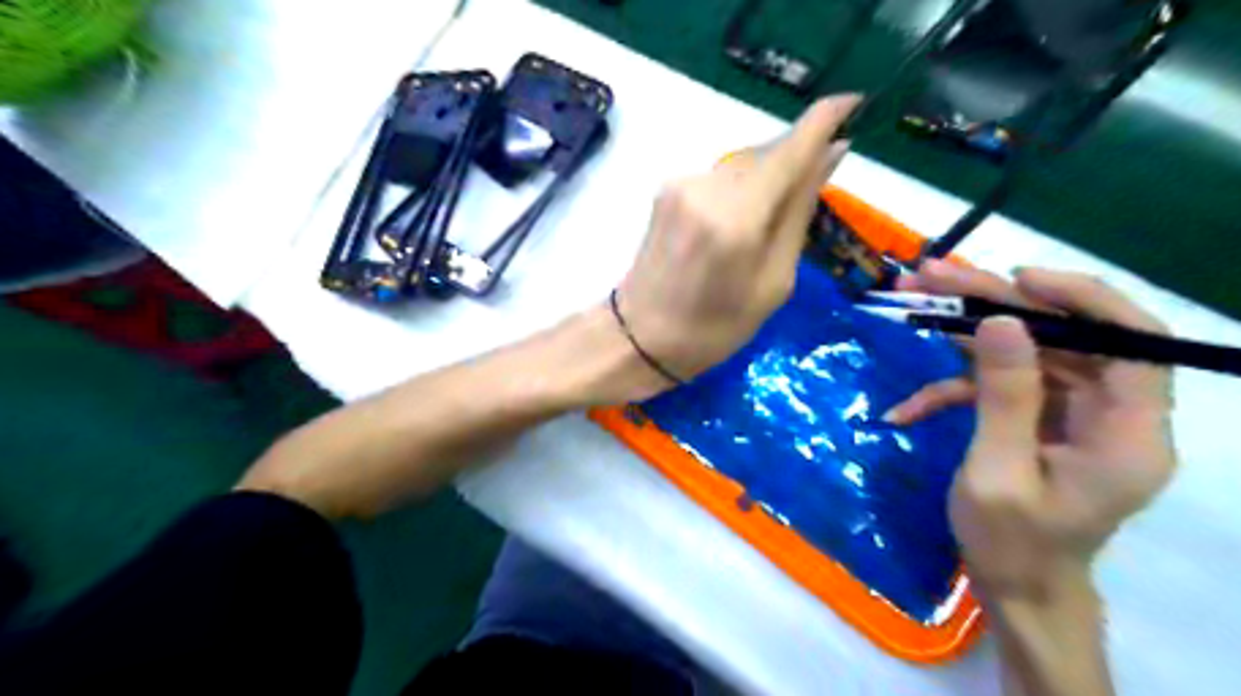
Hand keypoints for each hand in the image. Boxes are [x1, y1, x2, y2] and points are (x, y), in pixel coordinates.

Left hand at [615, 94, 859, 391]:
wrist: (640, 338)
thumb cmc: (716, 328)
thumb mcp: (773, 282)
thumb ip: (800, 211)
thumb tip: (833, 152)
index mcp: (738, 218)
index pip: (791, 148)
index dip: (825, 118)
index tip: (854, 102)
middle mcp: (707, 186)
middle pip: (767, 153)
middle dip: (795, 161)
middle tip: (810, 193)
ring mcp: (681, 184)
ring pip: (742, 163)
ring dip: (766, 178)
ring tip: (765, 225)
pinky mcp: (666, 189)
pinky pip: (719, 175)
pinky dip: (739, 189)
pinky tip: (735, 224)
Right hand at [887, 265, 1176, 600]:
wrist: (1013, 586)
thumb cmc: (1010, 542)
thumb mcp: (997, 471)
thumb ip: (1004, 396)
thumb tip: (1000, 321)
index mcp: (1128, 433)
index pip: (1134, 342)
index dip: (1081, 299)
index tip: (1015, 279)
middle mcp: (1111, 414)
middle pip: (1064, 336)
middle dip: (997, 304)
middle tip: (934, 277)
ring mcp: (1073, 414)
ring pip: (1026, 352)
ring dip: (966, 332)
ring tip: (914, 302)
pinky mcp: (1039, 419)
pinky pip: (999, 387)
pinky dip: (951, 391)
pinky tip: (906, 409)